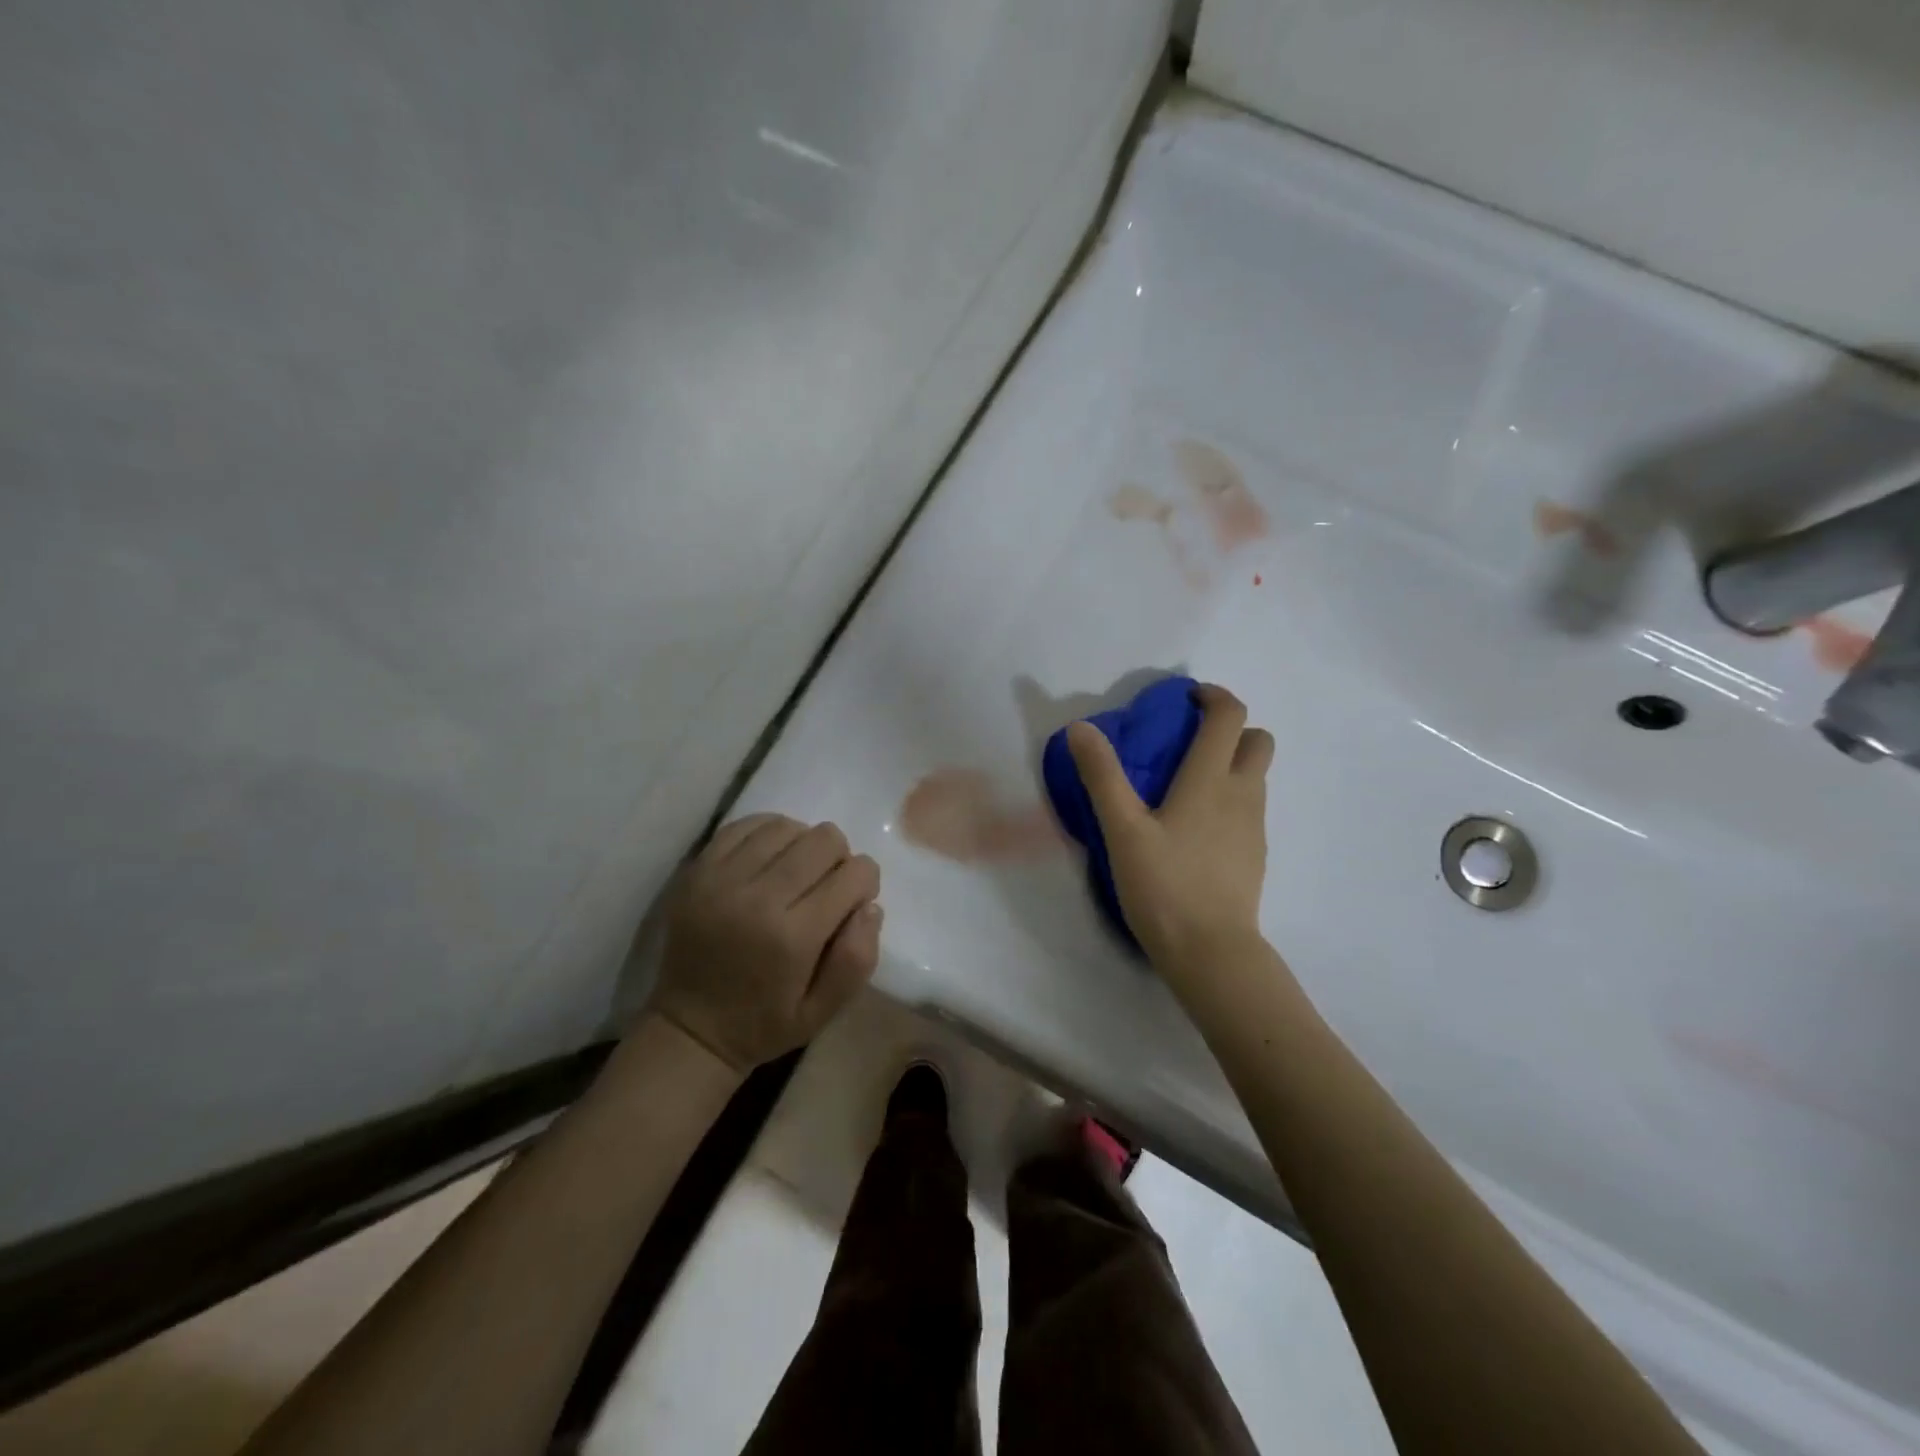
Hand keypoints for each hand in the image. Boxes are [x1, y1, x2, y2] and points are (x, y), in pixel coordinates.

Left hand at [648, 815, 882, 1072]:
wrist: (688, 1029)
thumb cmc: (764, 1023)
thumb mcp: (823, 1012)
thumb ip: (857, 960)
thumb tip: (870, 906)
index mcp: (793, 937)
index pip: (854, 875)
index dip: (866, 882)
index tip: (855, 901)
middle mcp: (758, 898)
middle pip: (824, 840)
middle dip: (839, 858)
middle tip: (827, 886)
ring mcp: (722, 879)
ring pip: (786, 827)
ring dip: (803, 844)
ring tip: (797, 872)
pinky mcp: (697, 870)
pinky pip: (745, 825)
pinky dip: (769, 832)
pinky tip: (772, 856)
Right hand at [1066, 684, 1273, 967]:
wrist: (1212, 953)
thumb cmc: (1165, 886)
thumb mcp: (1123, 831)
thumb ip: (1102, 776)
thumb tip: (1081, 727)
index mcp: (1211, 780)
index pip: (1229, 717)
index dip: (1213, 696)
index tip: (1186, 698)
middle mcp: (1243, 795)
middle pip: (1257, 742)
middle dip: (1231, 729)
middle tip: (1189, 742)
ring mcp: (1254, 827)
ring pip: (1255, 777)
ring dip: (1230, 765)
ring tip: (1184, 786)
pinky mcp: (1254, 856)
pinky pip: (1248, 810)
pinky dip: (1230, 800)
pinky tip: (1194, 829)